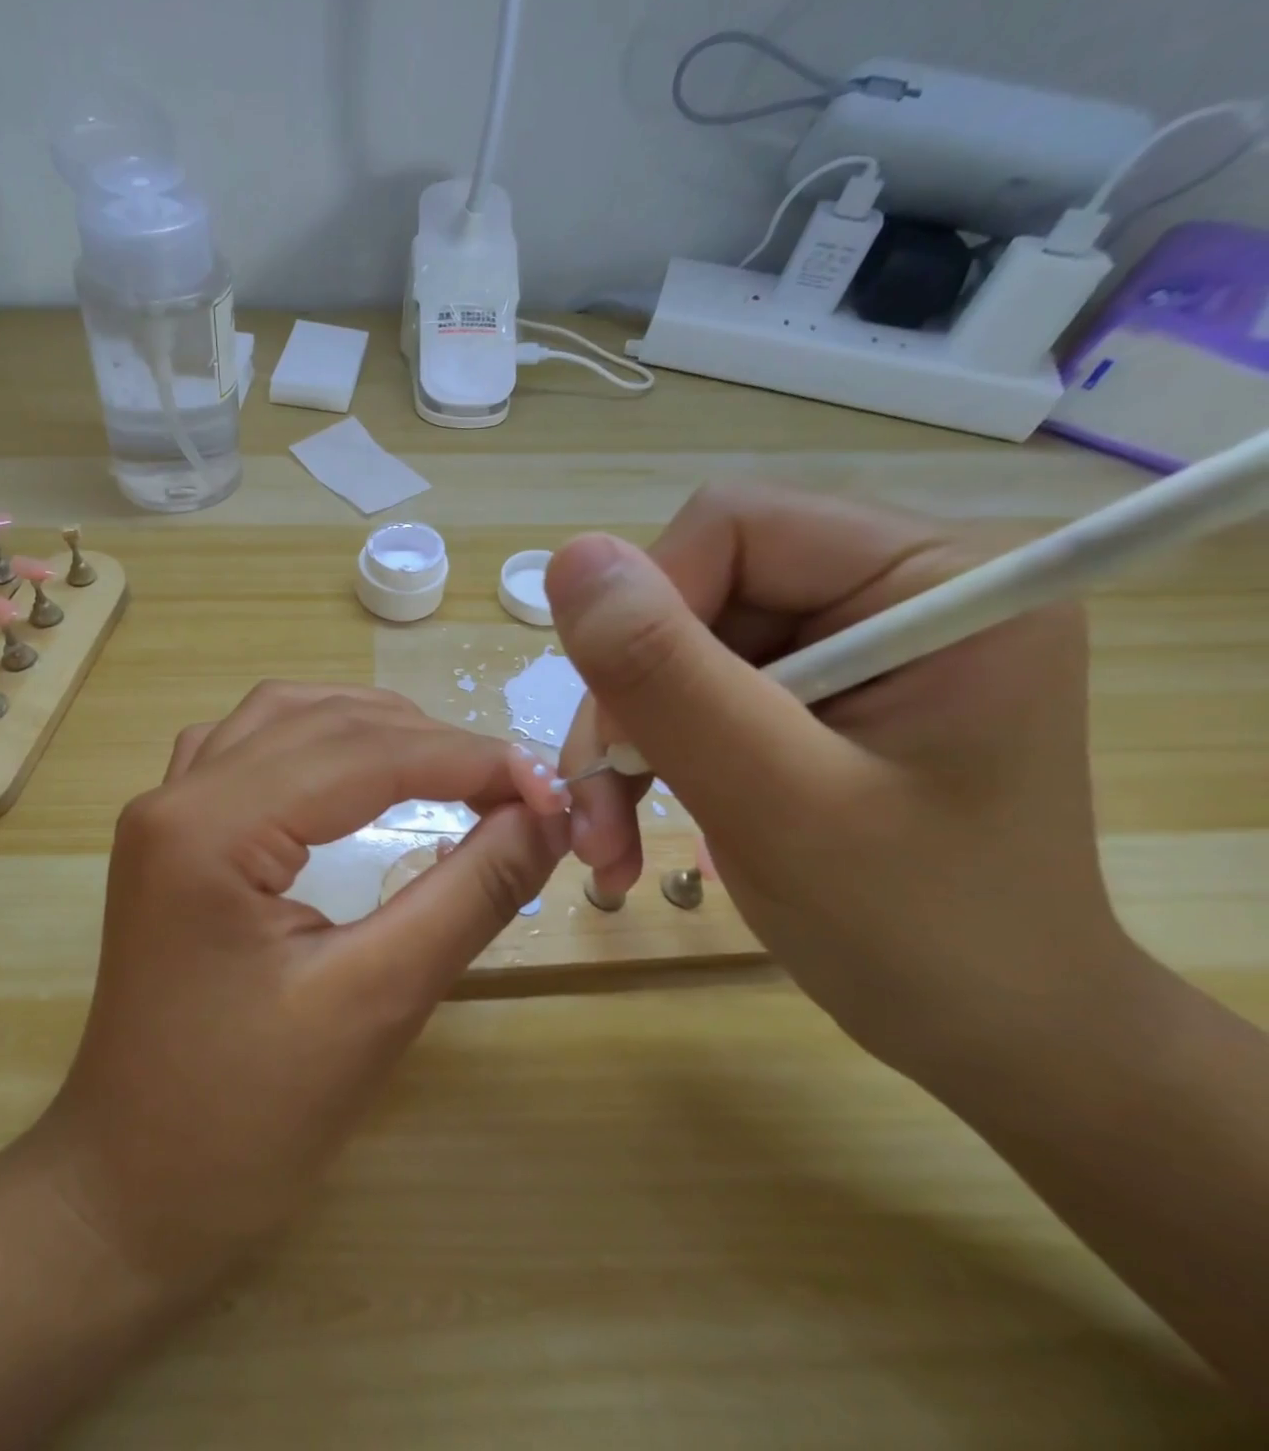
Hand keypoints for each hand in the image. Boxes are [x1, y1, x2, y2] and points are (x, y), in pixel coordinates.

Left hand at [37, 684, 568, 1292]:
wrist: (131, 1188)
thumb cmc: (248, 1117)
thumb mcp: (377, 1001)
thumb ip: (469, 893)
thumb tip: (545, 814)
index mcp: (209, 828)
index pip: (362, 754)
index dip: (466, 759)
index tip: (548, 785)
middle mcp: (175, 796)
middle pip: (320, 723)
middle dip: (425, 740)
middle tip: (509, 783)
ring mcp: (162, 812)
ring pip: (279, 719)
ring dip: (367, 727)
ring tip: (444, 763)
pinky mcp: (168, 838)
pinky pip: (246, 750)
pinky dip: (313, 741)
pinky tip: (349, 769)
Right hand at [548, 485, 1124, 1073]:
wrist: (987, 1029)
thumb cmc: (918, 930)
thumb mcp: (777, 801)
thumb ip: (670, 678)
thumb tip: (570, 558)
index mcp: (937, 579)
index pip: (733, 528)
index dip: (650, 618)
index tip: (628, 737)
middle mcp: (891, 589)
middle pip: (690, 592)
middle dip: (629, 702)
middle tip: (602, 810)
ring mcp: (845, 643)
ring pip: (670, 648)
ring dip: (623, 743)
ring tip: (608, 838)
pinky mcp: (807, 693)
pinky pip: (685, 692)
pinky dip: (644, 759)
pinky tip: (631, 826)